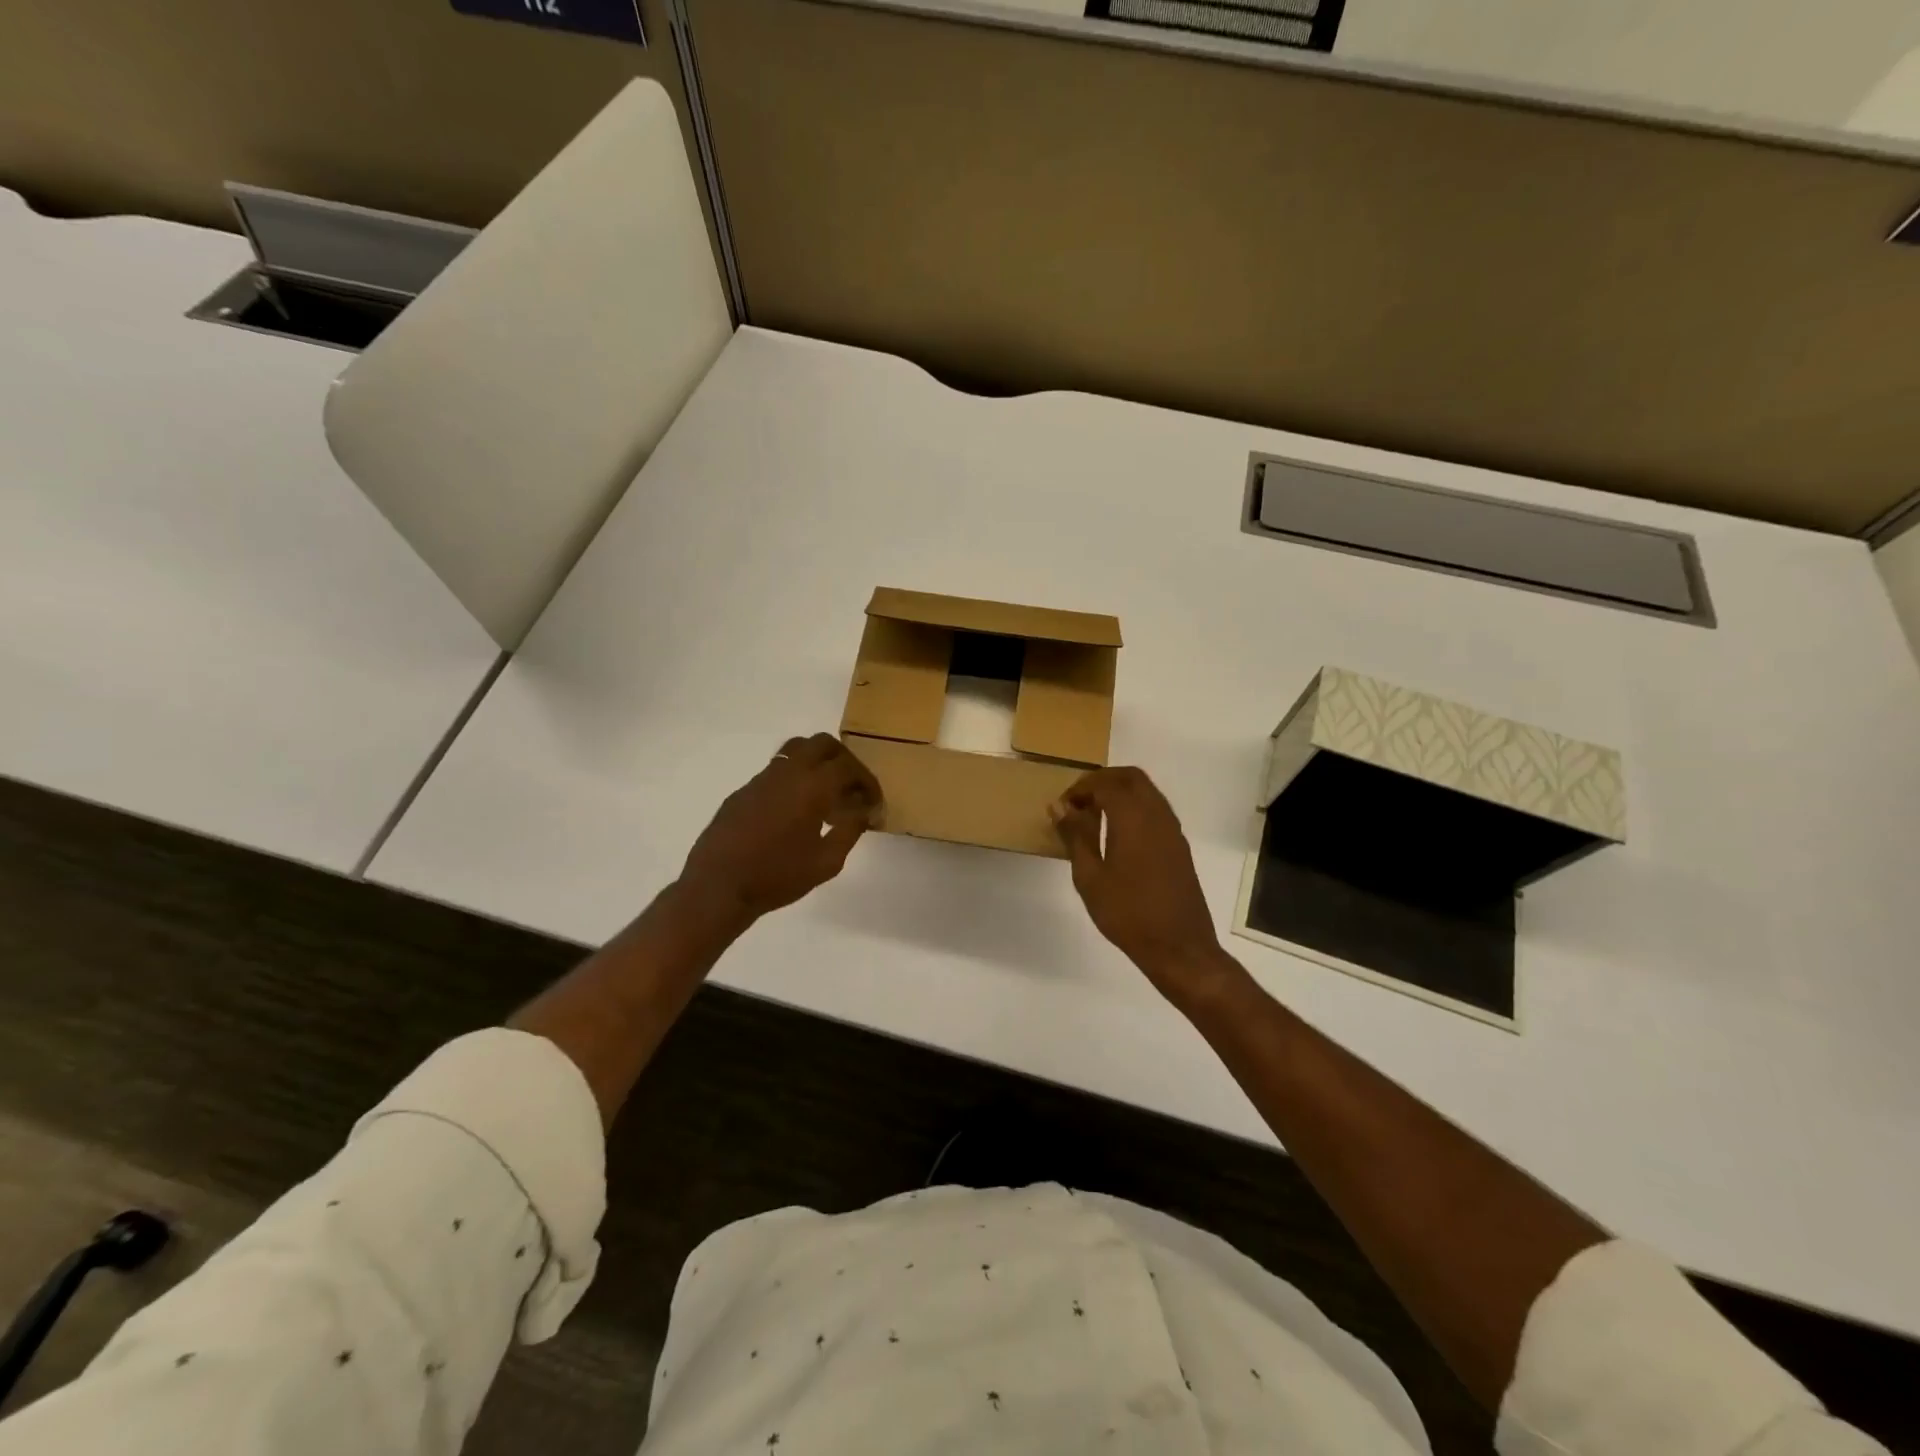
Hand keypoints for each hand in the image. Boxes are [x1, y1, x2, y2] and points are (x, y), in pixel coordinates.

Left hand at [678, 733, 881, 926]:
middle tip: (851, 786)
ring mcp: (762, 778)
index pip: (849, 767)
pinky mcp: (744, 791)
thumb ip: (850, 831)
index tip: (873, 802)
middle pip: (822, 744)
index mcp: (813, 786)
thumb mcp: (827, 862)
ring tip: (824, 793)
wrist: (718, 887)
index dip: (867, 782)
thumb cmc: (778, 876)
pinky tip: (794, 812)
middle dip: (843, 760)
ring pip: (796, 750)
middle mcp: (788, 773)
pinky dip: (794, 780)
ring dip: (817, 763)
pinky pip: (776, 772)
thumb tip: (864, 812)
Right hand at [1050, 767, 1241, 1007]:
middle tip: (1079, 802)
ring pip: (1146, 791)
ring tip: (1094, 817)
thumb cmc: (1128, 913)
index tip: (1062, 807)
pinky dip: (1134, 808)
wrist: (1179, 947)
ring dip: (1120, 793)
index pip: (1104, 783)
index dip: (1080, 789)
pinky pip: (1155, 810)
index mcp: (1132, 817)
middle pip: (1130, 777)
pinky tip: (1117, 835)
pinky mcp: (1179, 846)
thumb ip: (1075, 836)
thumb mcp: (1090, 877)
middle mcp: (1156, 814)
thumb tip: (1060, 806)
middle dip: (1102, 781)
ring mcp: (1172, 829)